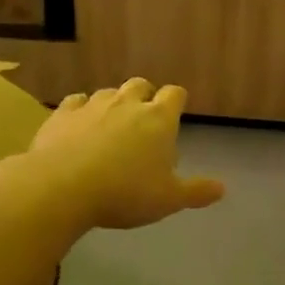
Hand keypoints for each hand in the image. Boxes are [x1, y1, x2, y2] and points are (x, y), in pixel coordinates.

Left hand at [30, 79, 224, 230]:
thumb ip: (196, 192)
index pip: (175, 94)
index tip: (175, 114)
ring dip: (112, 104)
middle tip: (142, 122)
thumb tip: (222, 188)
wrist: (62, 187)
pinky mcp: (62, 114)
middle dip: (144, 97)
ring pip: (108, 92)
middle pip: (141, 85)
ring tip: (110, 126)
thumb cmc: (125, 193)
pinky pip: (75, 102)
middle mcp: (128, 103)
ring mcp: (93, 105)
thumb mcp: (168, 199)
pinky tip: (78, 126)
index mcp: (159, 119)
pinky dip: (80, 110)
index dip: (176, 101)